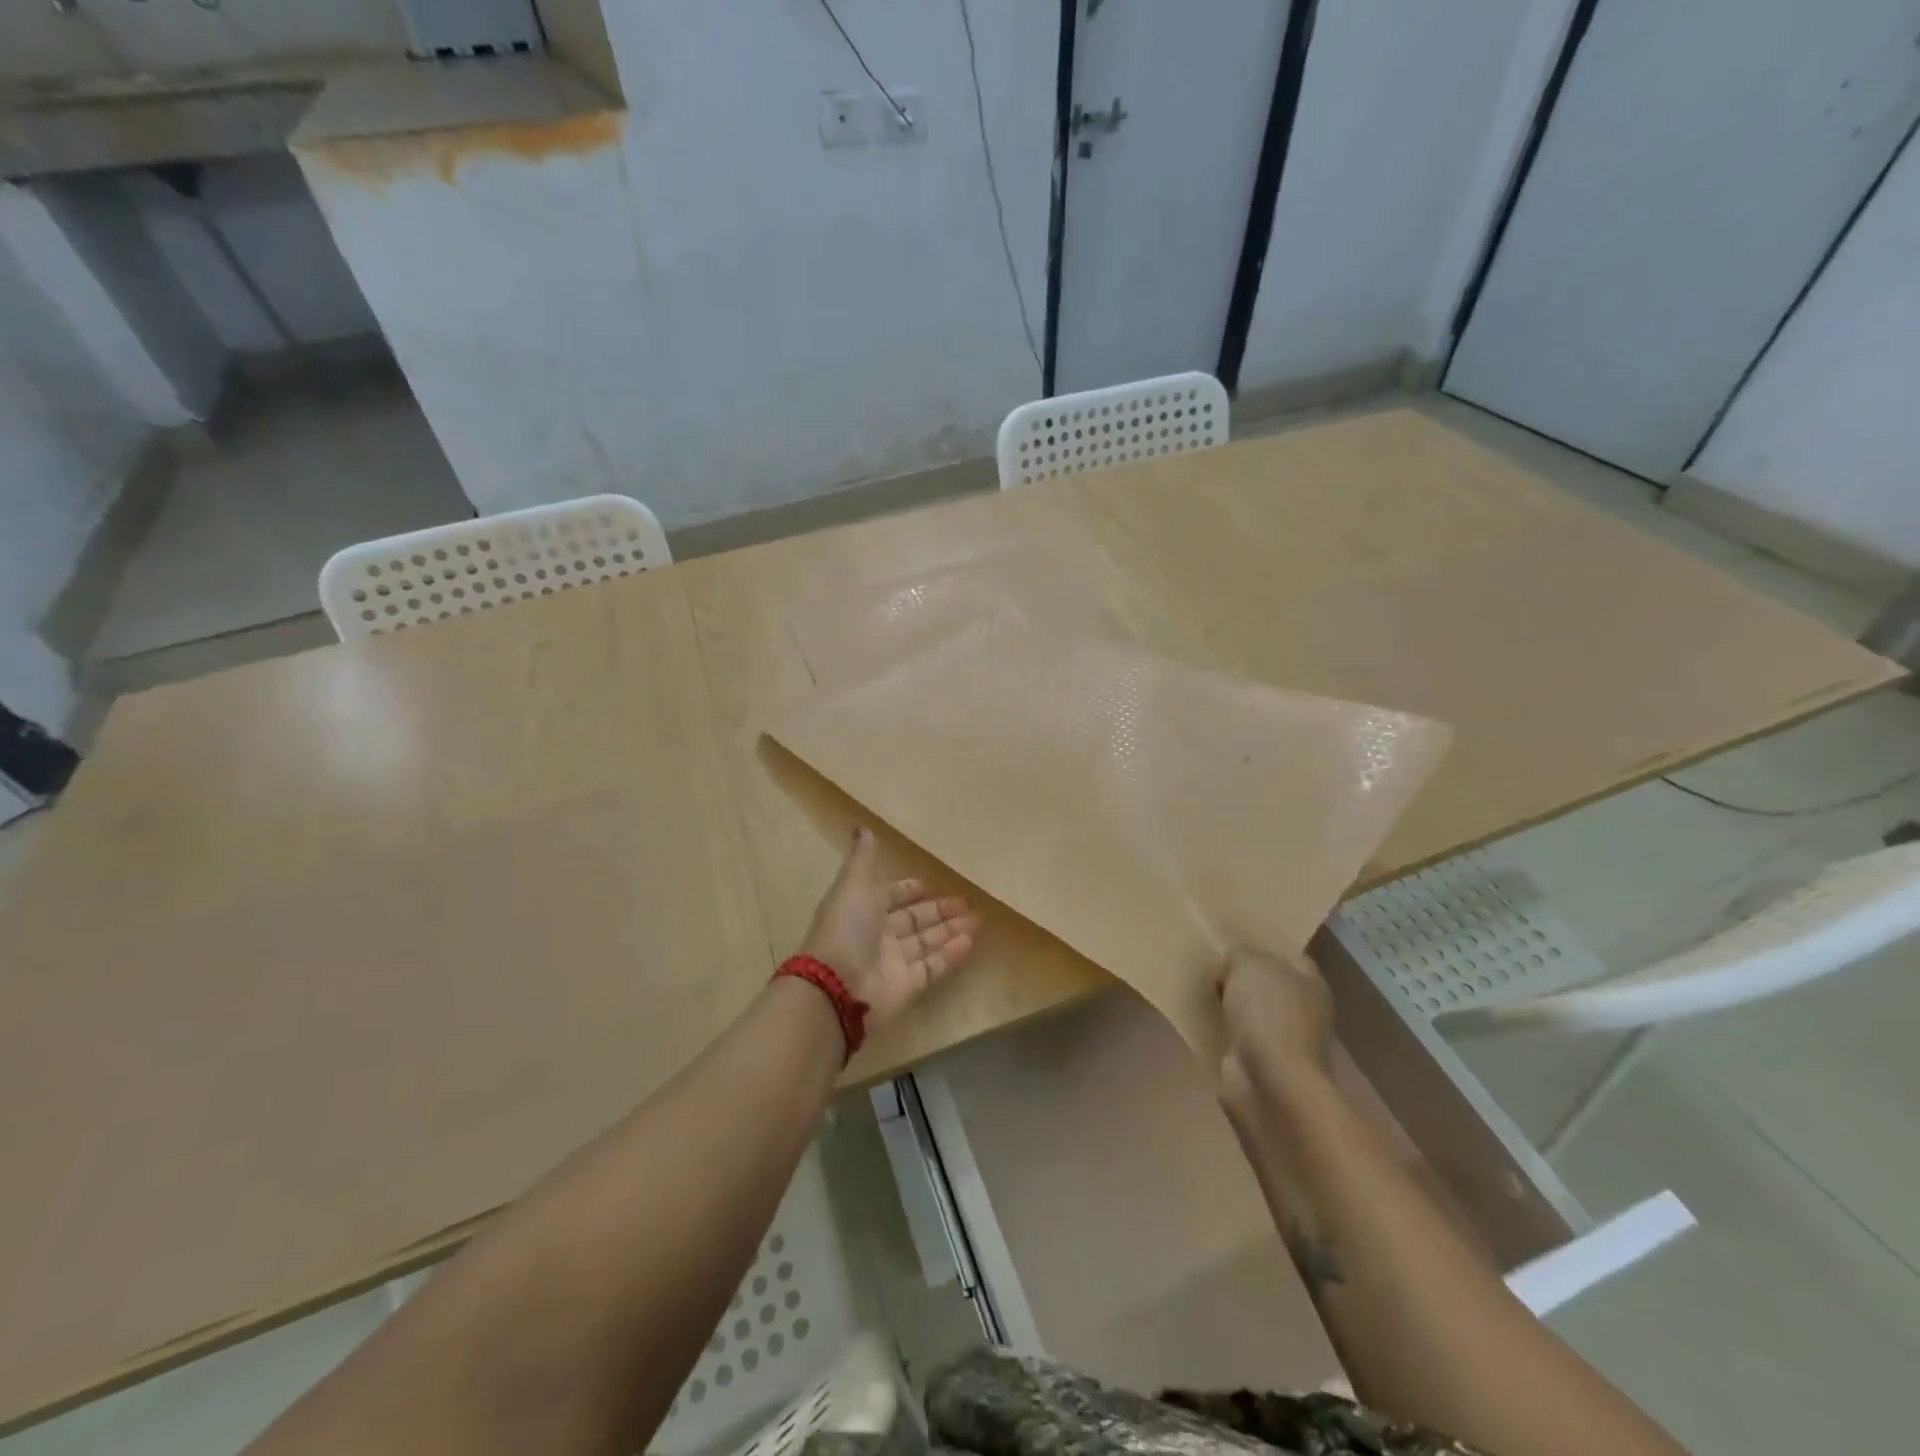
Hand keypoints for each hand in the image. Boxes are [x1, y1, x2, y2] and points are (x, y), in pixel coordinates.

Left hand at [800, 828, 979, 1029]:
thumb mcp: (854, 883)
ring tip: (977, 920)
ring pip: (927, 942)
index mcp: (863, 908)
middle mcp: (878, 935)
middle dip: (939, 910)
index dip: (910, 890)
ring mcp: (893, 962)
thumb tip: (861, 826)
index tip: (932, 884)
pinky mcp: (907, 987)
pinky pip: (932, 967)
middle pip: (914, 919)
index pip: (891, 896)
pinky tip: (970, 941)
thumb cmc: (847, 928)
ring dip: (951, 930)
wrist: (837, 986)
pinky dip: (951, 954)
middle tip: (967, 902)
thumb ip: (863, 858)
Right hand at [1216, 946, 1334, 1117]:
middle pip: (1268, 985)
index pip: (1288, 955)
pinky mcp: (1260, 1065)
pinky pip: (1237, 1038)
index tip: (1231, 940)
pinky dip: (1222, 1032)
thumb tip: (1232, 967)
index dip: (1262, 946)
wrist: (1269, 1082)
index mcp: (1310, 982)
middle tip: (1210, 963)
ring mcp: (1282, 1041)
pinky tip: (1201, 1020)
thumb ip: (1239, 954)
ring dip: (1231, 1006)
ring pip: (1251, 1012)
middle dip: (1242, 977)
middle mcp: (1303, 1011)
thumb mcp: (1247, 963)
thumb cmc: (1268, 1012)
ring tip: (1200, 988)